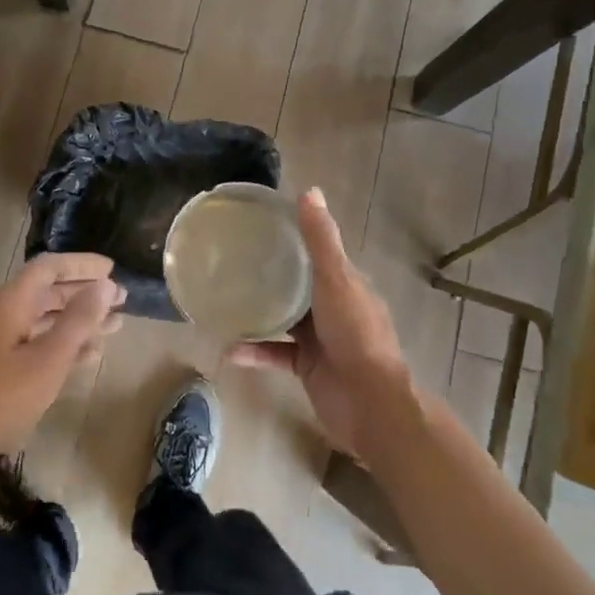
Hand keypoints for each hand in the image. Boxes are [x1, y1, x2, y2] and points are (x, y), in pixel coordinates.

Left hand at [0, 253, 125, 468]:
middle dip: (85, 293)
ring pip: (46, 319)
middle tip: (122, 299)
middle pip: (48, 291)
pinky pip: (38, 343)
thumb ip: (79, 320)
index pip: (49, 267)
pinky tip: (91, 354)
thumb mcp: (49, 358)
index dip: (81, 264)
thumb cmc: (2, 398)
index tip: (112, 269)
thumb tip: (105, 284)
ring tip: (116, 325)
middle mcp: (3, 314)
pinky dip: (65, 344)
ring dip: (80, 320)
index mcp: (11, 302)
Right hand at [225, 189, 411, 458]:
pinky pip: (276, 354)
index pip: (318, 254)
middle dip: (271, 274)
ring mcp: (321, 339)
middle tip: (232, 262)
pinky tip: (229, 349)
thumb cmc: (355, 335)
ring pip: (284, 319)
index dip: (293, 239)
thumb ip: (321, 240)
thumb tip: (309, 190)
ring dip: (258, 313)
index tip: (261, 227)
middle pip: (299, 285)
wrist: (369, 404)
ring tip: (225, 300)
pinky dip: (255, 351)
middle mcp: (334, 308)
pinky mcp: (307, 367)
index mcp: (346, 284)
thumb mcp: (336, 280)